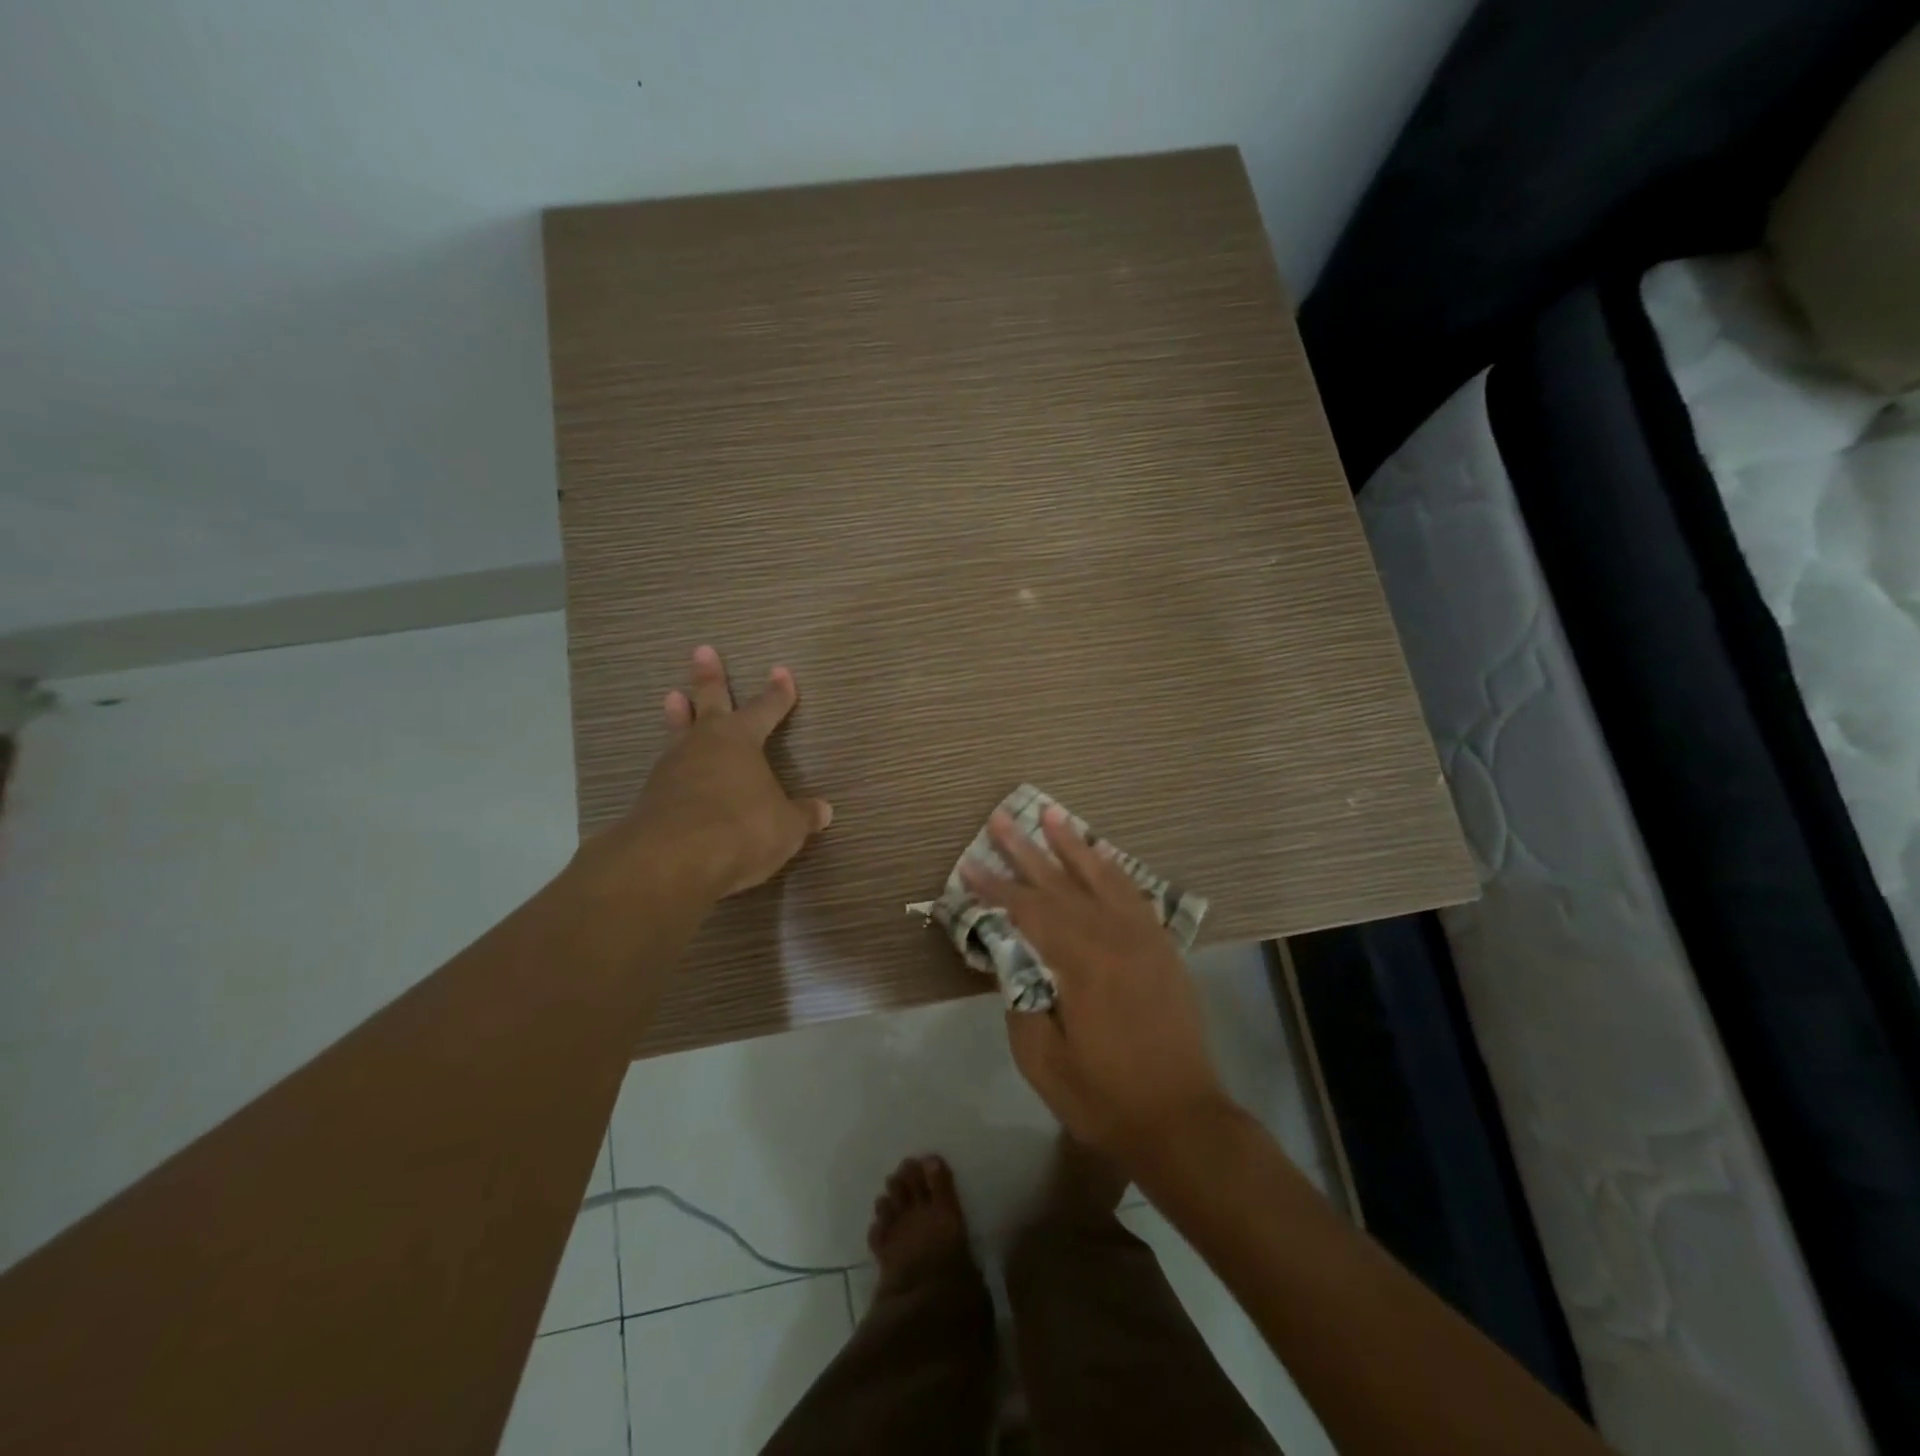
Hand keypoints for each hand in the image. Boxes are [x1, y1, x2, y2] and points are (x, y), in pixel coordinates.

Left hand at [578, 645, 832, 900]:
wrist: (672, 861)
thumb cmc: (742, 829)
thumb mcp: (786, 827)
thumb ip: (802, 816)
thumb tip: (823, 811)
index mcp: (741, 741)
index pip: (765, 709)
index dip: (777, 693)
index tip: (782, 672)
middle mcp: (704, 745)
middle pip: (709, 703)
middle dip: (709, 678)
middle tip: (702, 651)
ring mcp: (672, 769)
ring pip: (679, 732)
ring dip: (679, 716)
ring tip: (673, 697)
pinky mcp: (650, 798)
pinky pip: (667, 772)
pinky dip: (673, 766)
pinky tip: (673, 773)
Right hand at [964, 807, 1232, 1163]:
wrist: (1182, 1120)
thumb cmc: (1104, 1097)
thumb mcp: (1043, 1061)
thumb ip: (1021, 1000)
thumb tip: (1011, 959)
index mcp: (1080, 963)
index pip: (1027, 911)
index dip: (994, 887)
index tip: (967, 865)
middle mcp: (1113, 937)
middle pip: (1060, 883)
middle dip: (1025, 850)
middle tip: (1001, 819)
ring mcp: (1142, 938)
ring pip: (1100, 876)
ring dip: (1072, 844)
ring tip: (1050, 813)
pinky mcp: (1161, 946)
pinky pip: (1133, 893)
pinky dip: (1112, 868)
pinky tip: (1098, 853)